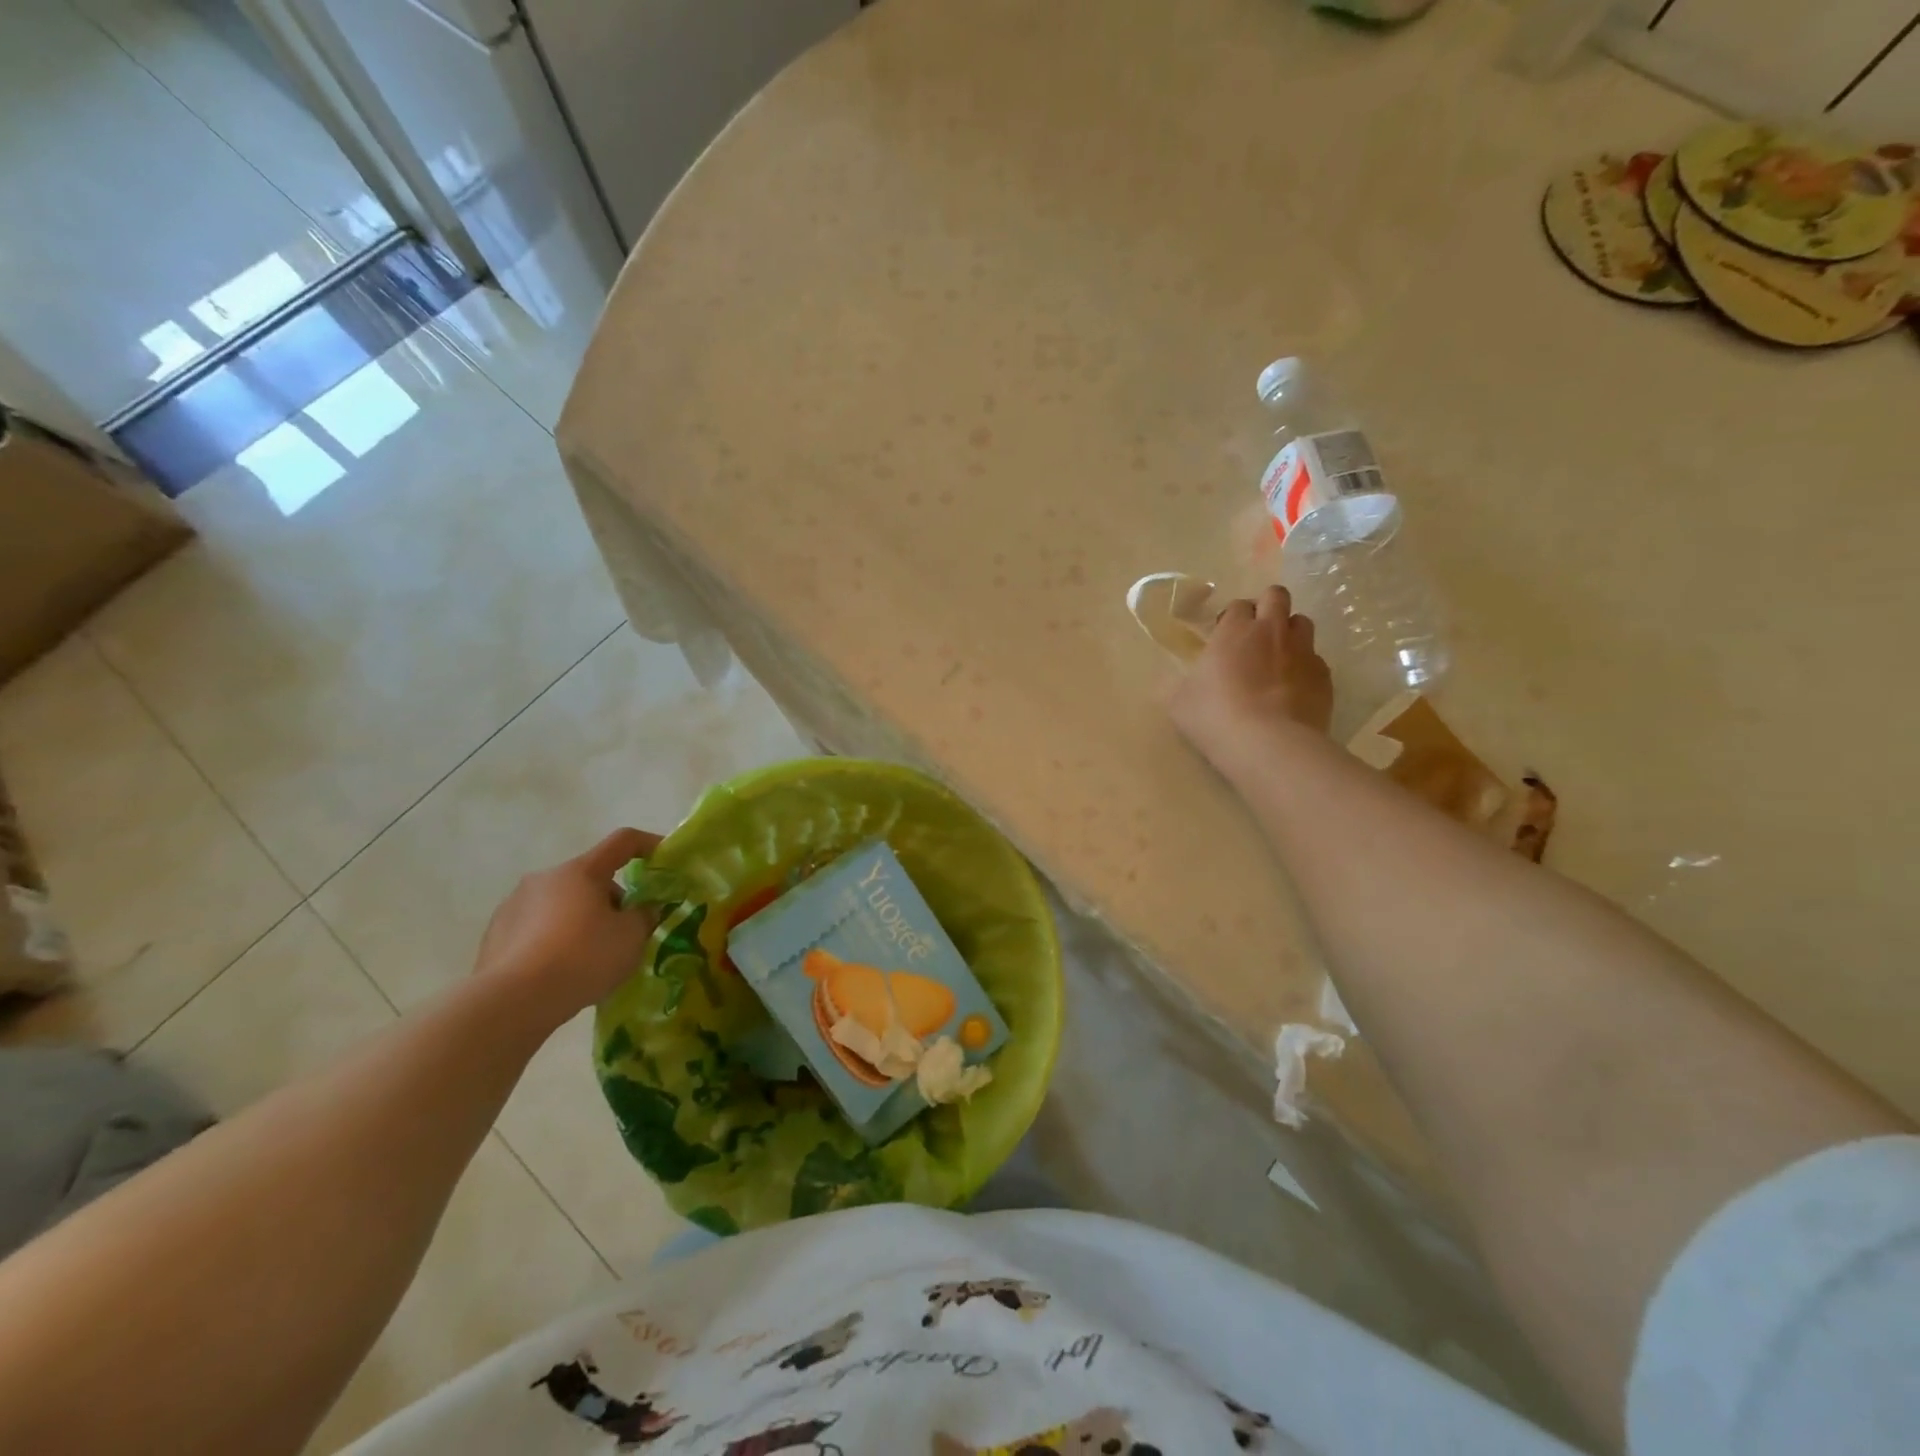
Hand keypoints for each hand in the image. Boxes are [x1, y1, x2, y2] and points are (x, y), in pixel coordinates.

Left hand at [474, 828, 662, 1019]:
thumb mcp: (631, 937)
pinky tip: (561, 971)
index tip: (665, 860)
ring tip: (592, 959)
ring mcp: (515, 905)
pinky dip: (555, 940)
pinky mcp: (495, 934)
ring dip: (583, 920)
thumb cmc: (582, 958)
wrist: (512, 1002)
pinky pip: (538, 928)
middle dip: (614, 900)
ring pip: (563, 904)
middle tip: (627, 932)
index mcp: (580, 871)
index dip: (649, 844)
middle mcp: (545, 878)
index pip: (623, 842)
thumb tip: (643, 909)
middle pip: (591, 878)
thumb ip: (645, 915)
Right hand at [1169, 585, 1332, 769]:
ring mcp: (1303, 651)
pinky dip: (1304, 668)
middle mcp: (1272, 631)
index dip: (1231, 618)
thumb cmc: (1215, 717)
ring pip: (1302, 622)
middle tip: (1255, 634)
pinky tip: (1293, 690)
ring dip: (1289, 633)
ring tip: (1277, 658)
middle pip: (1276, 596)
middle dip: (1267, 606)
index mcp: (1234, 631)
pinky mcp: (1324, 676)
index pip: (1237, 605)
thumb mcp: (1177, 702)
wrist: (1269, 744)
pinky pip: (1316, 660)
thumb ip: (1175, 684)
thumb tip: (1170, 681)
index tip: (1223, 637)